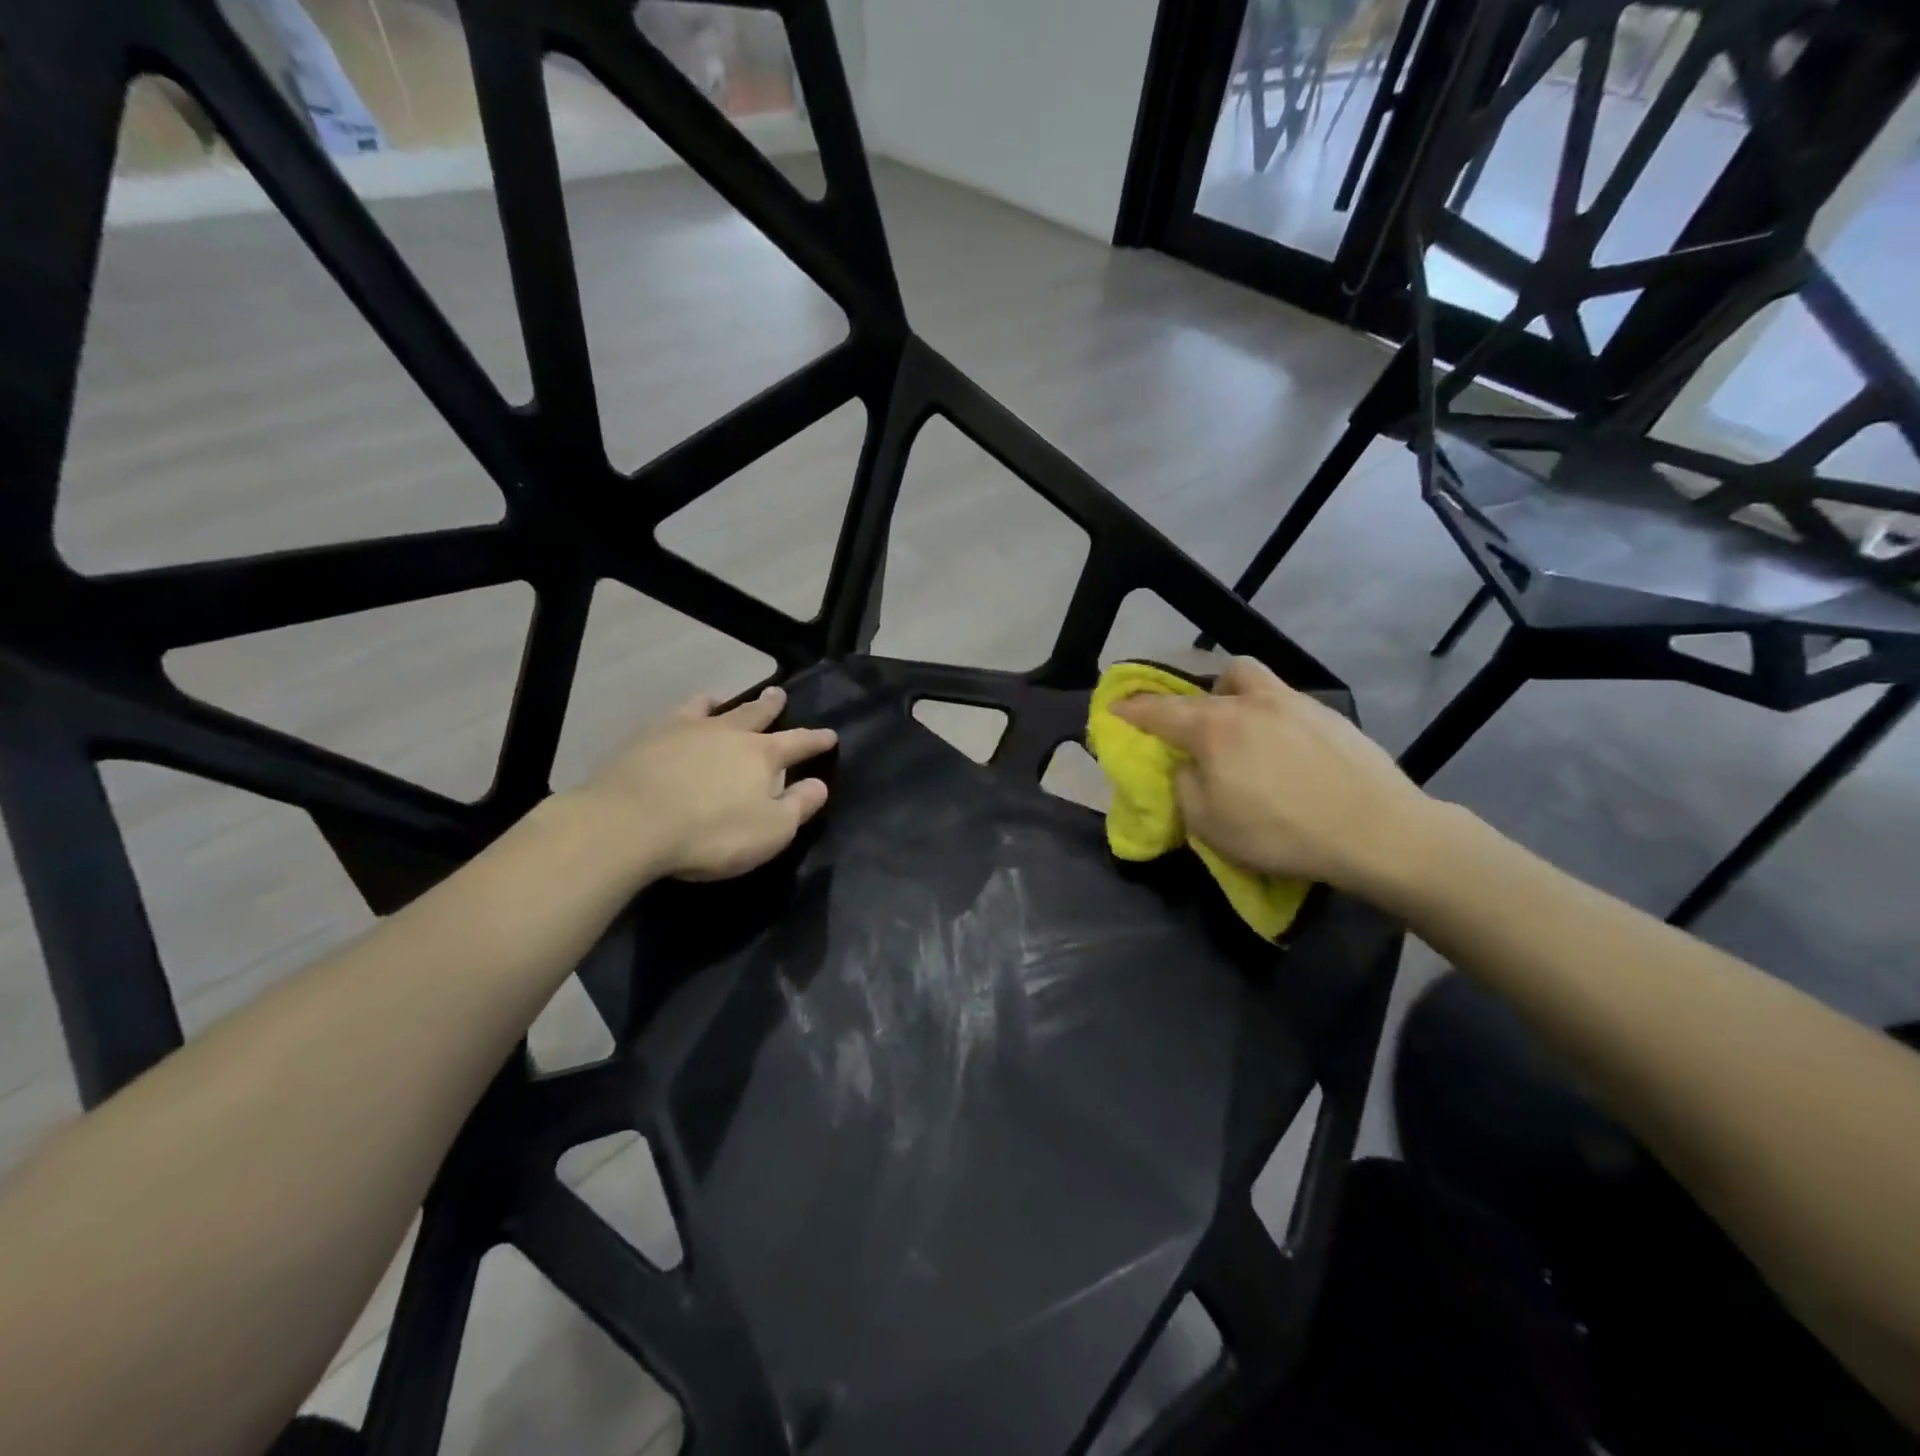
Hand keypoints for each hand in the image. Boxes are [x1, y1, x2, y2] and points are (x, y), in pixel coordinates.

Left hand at [575, 686, 835, 882]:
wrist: (631, 824)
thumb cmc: (712, 833)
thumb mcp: (770, 830)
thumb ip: (798, 806)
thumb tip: (819, 785)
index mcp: (761, 755)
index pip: (798, 743)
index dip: (816, 740)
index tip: (830, 734)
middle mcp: (726, 733)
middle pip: (754, 714)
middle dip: (771, 705)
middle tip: (778, 692)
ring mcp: (684, 731)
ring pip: (709, 708)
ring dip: (721, 703)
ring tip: (721, 698)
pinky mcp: (646, 739)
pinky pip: (672, 717)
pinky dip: (683, 714)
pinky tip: (675, 720)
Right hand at [1110, 657, 1434, 896]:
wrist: (1377, 831)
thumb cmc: (1281, 831)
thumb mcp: (1209, 824)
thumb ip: (1185, 786)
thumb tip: (1189, 766)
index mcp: (1213, 727)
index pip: (1158, 711)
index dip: (1131, 709)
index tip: (1114, 707)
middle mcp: (1249, 702)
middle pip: (1206, 684)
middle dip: (1185, 700)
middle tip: (1185, 725)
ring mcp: (1293, 702)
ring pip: (1250, 678)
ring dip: (1231, 691)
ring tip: (1237, 725)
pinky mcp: (1328, 715)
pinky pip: (1284, 701)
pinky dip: (1269, 714)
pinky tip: (1283, 747)